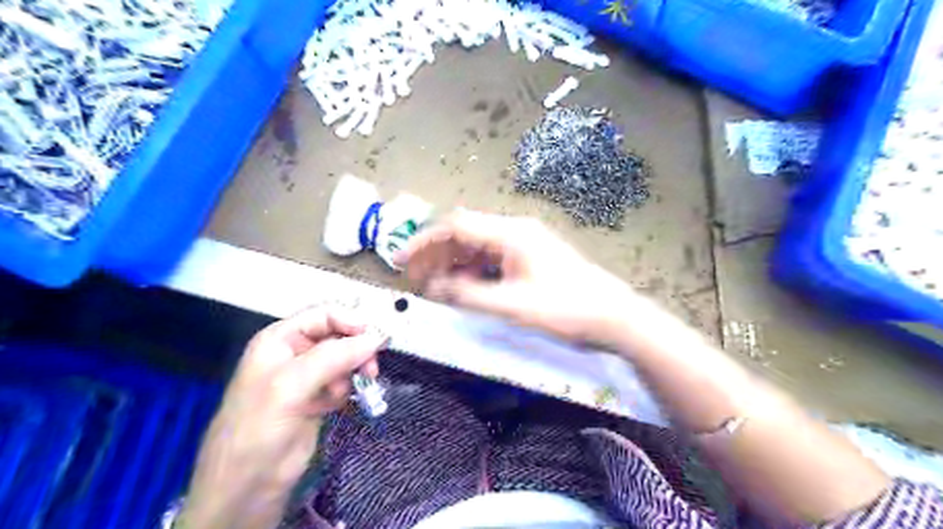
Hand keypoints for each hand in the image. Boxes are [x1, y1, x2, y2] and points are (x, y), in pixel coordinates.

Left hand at [180, 305, 385, 528]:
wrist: (247, 486)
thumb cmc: (259, 427)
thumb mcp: (291, 385)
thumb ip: (334, 357)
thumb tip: (376, 337)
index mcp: (280, 339)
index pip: (324, 315)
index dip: (351, 321)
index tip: (375, 339)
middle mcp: (294, 353)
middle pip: (338, 336)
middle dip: (356, 350)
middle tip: (371, 368)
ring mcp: (307, 377)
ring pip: (345, 359)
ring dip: (352, 372)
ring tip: (349, 390)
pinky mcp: (317, 398)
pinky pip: (343, 381)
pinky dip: (346, 389)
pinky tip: (335, 404)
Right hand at [395, 209, 636, 341]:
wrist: (613, 316)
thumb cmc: (566, 308)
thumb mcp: (512, 305)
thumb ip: (468, 294)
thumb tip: (434, 286)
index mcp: (510, 233)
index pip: (456, 226)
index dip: (424, 241)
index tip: (401, 260)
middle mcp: (515, 231)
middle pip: (465, 234)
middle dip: (435, 254)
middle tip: (415, 279)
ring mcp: (524, 245)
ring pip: (477, 248)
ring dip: (453, 264)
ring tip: (434, 286)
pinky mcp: (529, 259)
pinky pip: (492, 260)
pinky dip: (473, 273)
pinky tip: (463, 289)